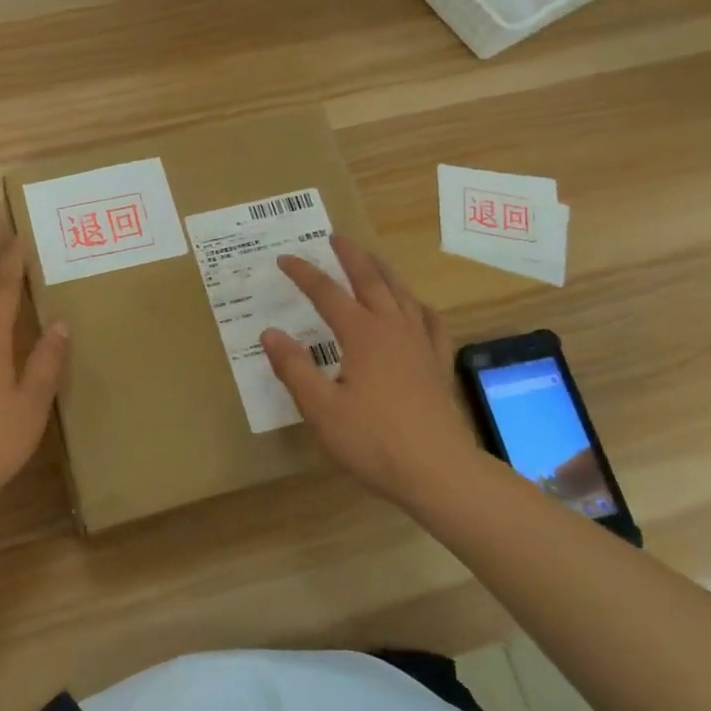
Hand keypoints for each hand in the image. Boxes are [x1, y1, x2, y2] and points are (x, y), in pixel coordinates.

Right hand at [260, 235, 477, 507]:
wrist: (439, 472)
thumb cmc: (374, 441)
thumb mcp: (321, 408)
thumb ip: (294, 368)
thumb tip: (270, 332)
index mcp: (362, 334)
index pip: (326, 293)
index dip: (304, 274)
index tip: (285, 259)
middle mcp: (393, 328)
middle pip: (371, 280)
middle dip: (351, 256)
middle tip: (336, 237)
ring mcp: (421, 344)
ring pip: (402, 294)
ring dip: (384, 271)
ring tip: (372, 260)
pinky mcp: (438, 364)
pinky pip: (432, 322)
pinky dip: (420, 307)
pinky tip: (416, 308)